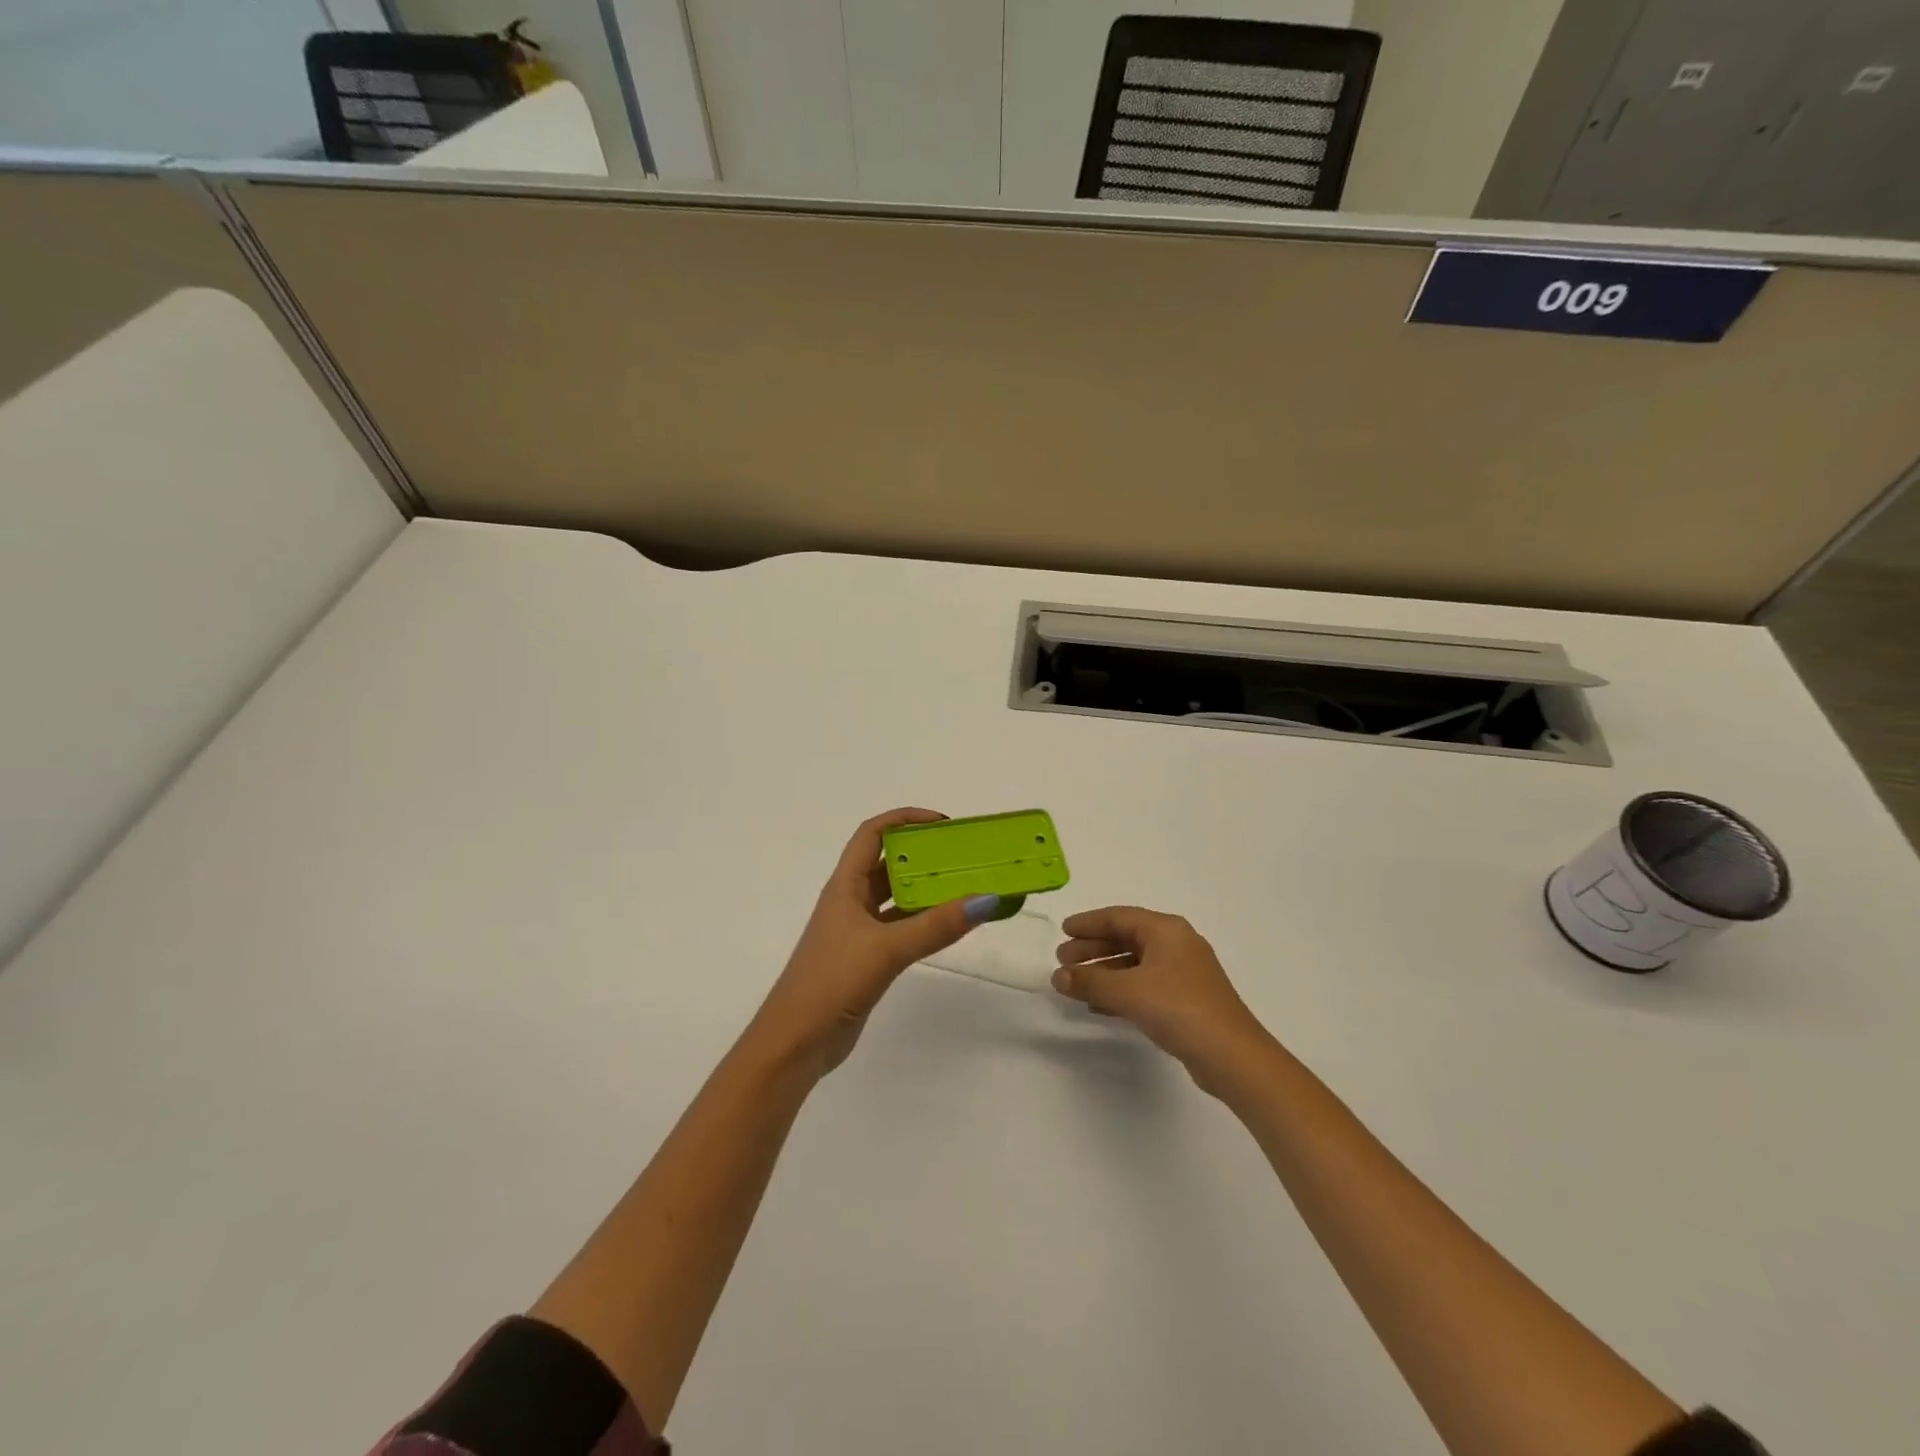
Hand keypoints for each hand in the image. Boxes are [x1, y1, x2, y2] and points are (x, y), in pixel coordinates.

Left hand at [754, 809, 1008, 1075]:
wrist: (797, 1041)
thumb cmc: (832, 981)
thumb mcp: (887, 949)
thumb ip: (936, 926)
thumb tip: (987, 898)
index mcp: (845, 885)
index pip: (872, 834)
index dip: (904, 819)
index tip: (943, 823)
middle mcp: (851, 900)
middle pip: (887, 863)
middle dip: (923, 854)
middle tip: (964, 856)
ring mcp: (858, 930)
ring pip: (896, 897)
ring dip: (926, 889)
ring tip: (967, 884)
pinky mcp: (867, 957)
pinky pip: (901, 927)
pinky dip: (924, 921)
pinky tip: (951, 924)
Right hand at [1052, 906, 1273, 1094]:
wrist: (1232, 1057)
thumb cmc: (1179, 1009)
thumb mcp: (1128, 992)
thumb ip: (1090, 981)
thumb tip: (1058, 976)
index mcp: (1166, 930)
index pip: (1118, 917)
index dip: (1088, 923)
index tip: (1063, 931)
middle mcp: (1176, 945)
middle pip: (1126, 939)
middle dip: (1093, 949)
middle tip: (1063, 961)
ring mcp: (1183, 973)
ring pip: (1134, 964)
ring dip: (1103, 972)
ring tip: (1075, 984)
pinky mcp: (1185, 1000)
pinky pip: (1143, 985)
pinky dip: (1120, 991)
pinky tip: (1099, 1005)